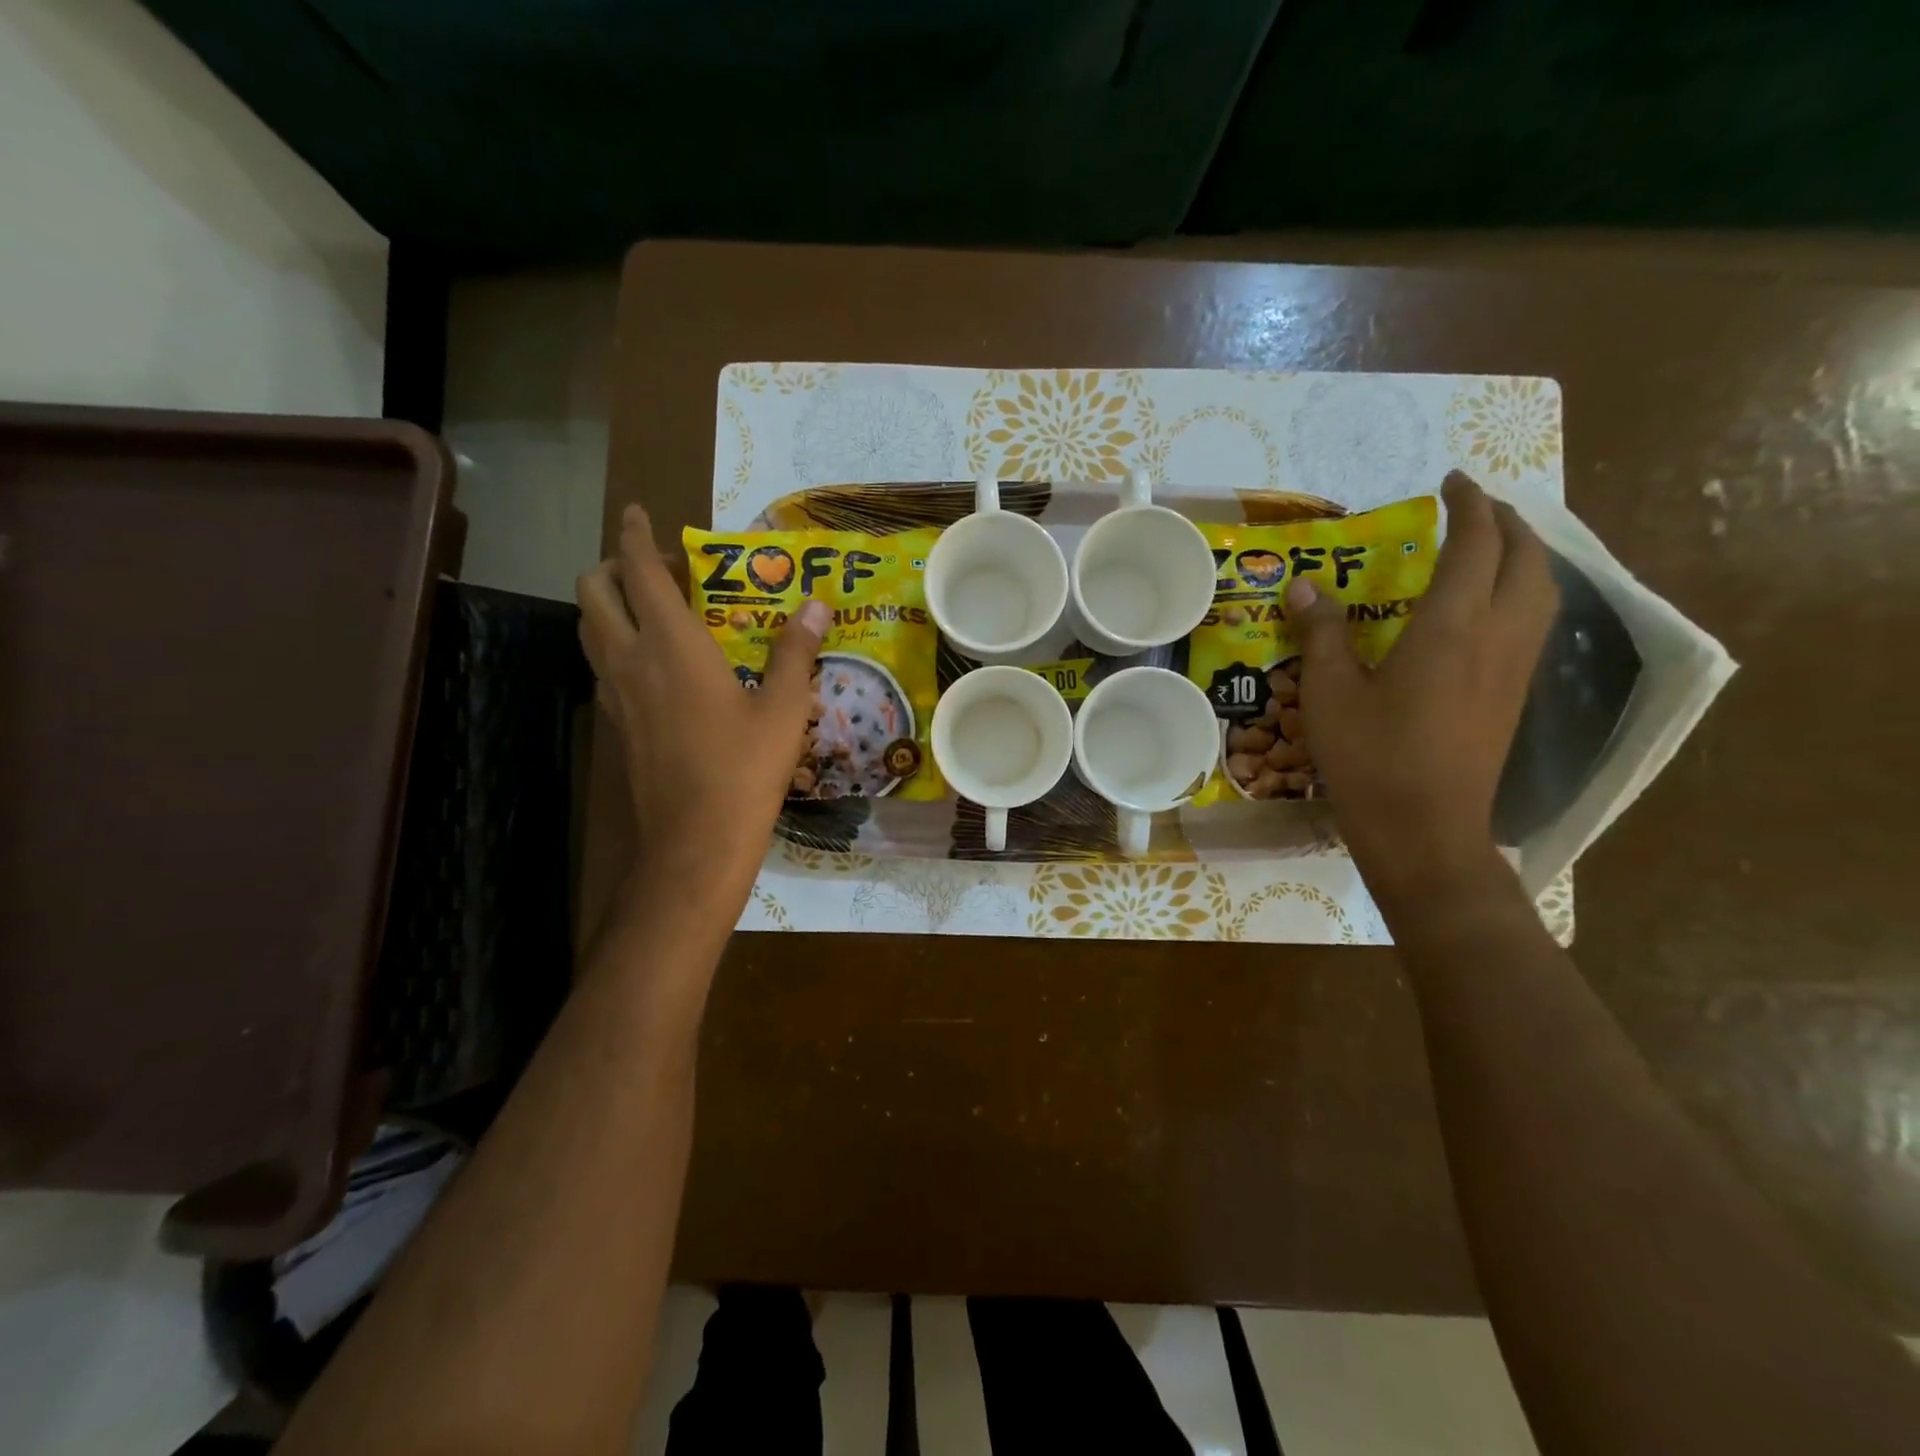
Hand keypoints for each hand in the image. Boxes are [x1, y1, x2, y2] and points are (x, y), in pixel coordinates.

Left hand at [577, 504, 827, 902]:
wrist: (695, 841)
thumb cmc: (745, 769)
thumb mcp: (784, 708)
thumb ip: (796, 651)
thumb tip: (816, 604)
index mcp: (671, 645)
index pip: (640, 571)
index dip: (635, 534)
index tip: (638, 512)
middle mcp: (630, 659)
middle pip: (593, 591)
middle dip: (614, 566)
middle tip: (657, 570)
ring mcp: (614, 694)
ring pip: (589, 629)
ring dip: (608, 604)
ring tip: (651, 608)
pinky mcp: (615, 724)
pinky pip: (601, 665)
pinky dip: (614, 643)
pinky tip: (653, 665)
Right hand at [1287, 471, 1557, 902]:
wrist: (1424, 829)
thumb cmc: (1371, 758)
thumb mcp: (1329, 694)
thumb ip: (1321, 634)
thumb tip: (1304, 586)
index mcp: (1451, 626)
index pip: (1476, 543)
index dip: (1468, 504)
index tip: (1450, 481)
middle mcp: (1498, 635)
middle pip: (1526, 557)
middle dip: (1506, 521)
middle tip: (1472, 509)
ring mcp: (1515, 668)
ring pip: (1543, 589)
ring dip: (1523, 554)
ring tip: (1490, 547)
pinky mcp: (1515, 695)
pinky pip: (1535, 621)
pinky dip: (1523, 591)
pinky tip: (1490, 607)